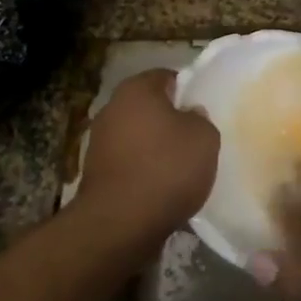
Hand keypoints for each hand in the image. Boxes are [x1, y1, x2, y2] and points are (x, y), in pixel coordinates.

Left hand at [79, 69, 218, 241]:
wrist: (120, 224)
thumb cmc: (167, 168)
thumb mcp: (205, 138)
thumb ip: (201, 119)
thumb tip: (189, 115)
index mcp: (136, 89)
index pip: (166, 77)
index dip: (188, 91)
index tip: (203, 111)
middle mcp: (111, 108)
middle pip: (149, 107)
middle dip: (170, 120)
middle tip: (195, 139)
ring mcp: (99, 142)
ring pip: (138, 136)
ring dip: (156, 148)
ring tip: (180, 169)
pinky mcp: (95, 173)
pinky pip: (129, 163)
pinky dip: (143, 171)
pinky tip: (161, 188)